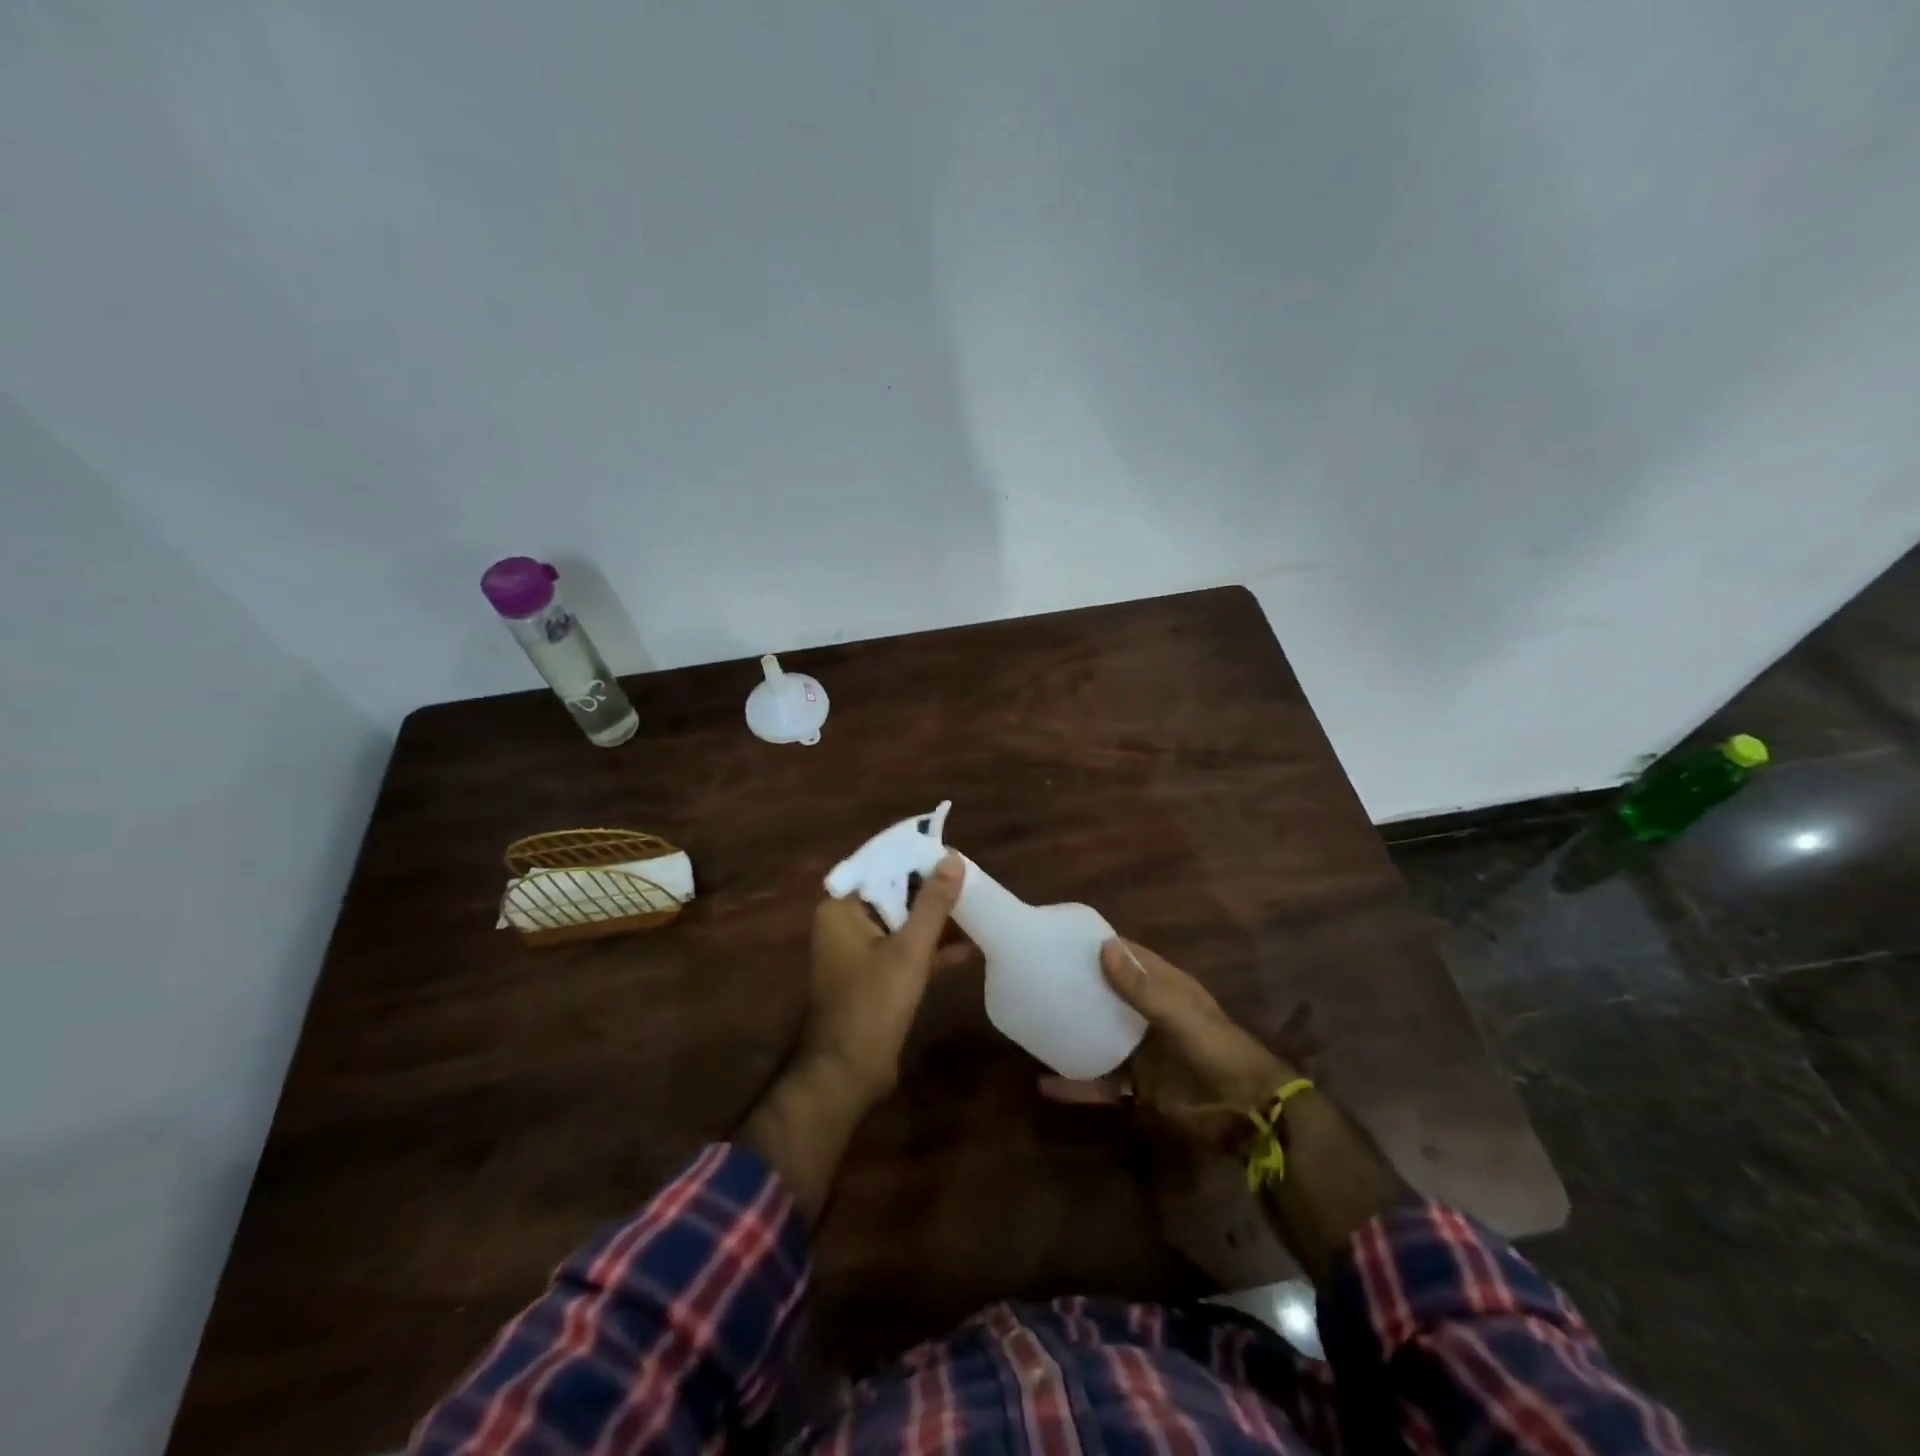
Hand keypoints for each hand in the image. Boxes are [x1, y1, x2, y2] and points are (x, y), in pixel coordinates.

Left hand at [803, 852, 969, 1105]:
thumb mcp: (910, 949)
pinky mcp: (874, 976)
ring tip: (975, 906)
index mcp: (842, 908)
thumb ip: (933, 903)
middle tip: (970, 877)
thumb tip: (952, 858)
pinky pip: (904, 950)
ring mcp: (859, 951)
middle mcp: (845, 923)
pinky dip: (930, 949)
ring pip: (901, 922)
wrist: (848, 1072)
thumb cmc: (873, 1003)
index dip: (915, 857)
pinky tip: (968, 949)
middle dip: (930, 888)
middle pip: (892, 893)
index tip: (950, 850)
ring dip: (934, 919)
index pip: (880, 866)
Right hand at [1041, 938, 1312, 1145]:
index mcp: (1165, 988)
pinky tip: (1045, 1085)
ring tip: (1034, 1021)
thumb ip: (1141, 988)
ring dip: (1073, 1031)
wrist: (1246, 1113)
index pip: (1128, 958)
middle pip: (1108, 995)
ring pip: (1099, 1036)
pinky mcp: (1138, 1087)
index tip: (1063, 938)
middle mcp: (1149, 1015)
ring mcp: (1142, 1052)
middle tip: (1038, 975)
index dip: (1100, 946)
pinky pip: (1100, 1083)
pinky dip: (1075, 1085)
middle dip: (1079, 985)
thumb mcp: (1179, 1015)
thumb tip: (1103, 946)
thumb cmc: (1216, 1051)